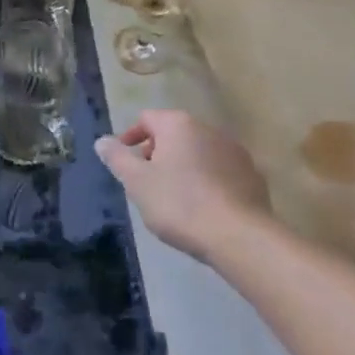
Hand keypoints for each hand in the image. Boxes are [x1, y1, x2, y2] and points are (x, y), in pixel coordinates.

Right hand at [95, 109, 275, 261]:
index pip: (146, 118)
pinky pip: (220, 171)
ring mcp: (235, 152)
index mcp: (178, 125)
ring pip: (198, 152)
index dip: (130, 137)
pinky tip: (202, 206)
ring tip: (173, 196)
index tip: (123, 162)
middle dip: (156, 153)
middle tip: (145, 181)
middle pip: (174, 134)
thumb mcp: (136, 182)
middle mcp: (208, 129)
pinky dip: (206, 180)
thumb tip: (102, 141)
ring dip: (183, 166)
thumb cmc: (179, 204)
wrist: (239, 237)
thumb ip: (117, 158)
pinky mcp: (253, 176)